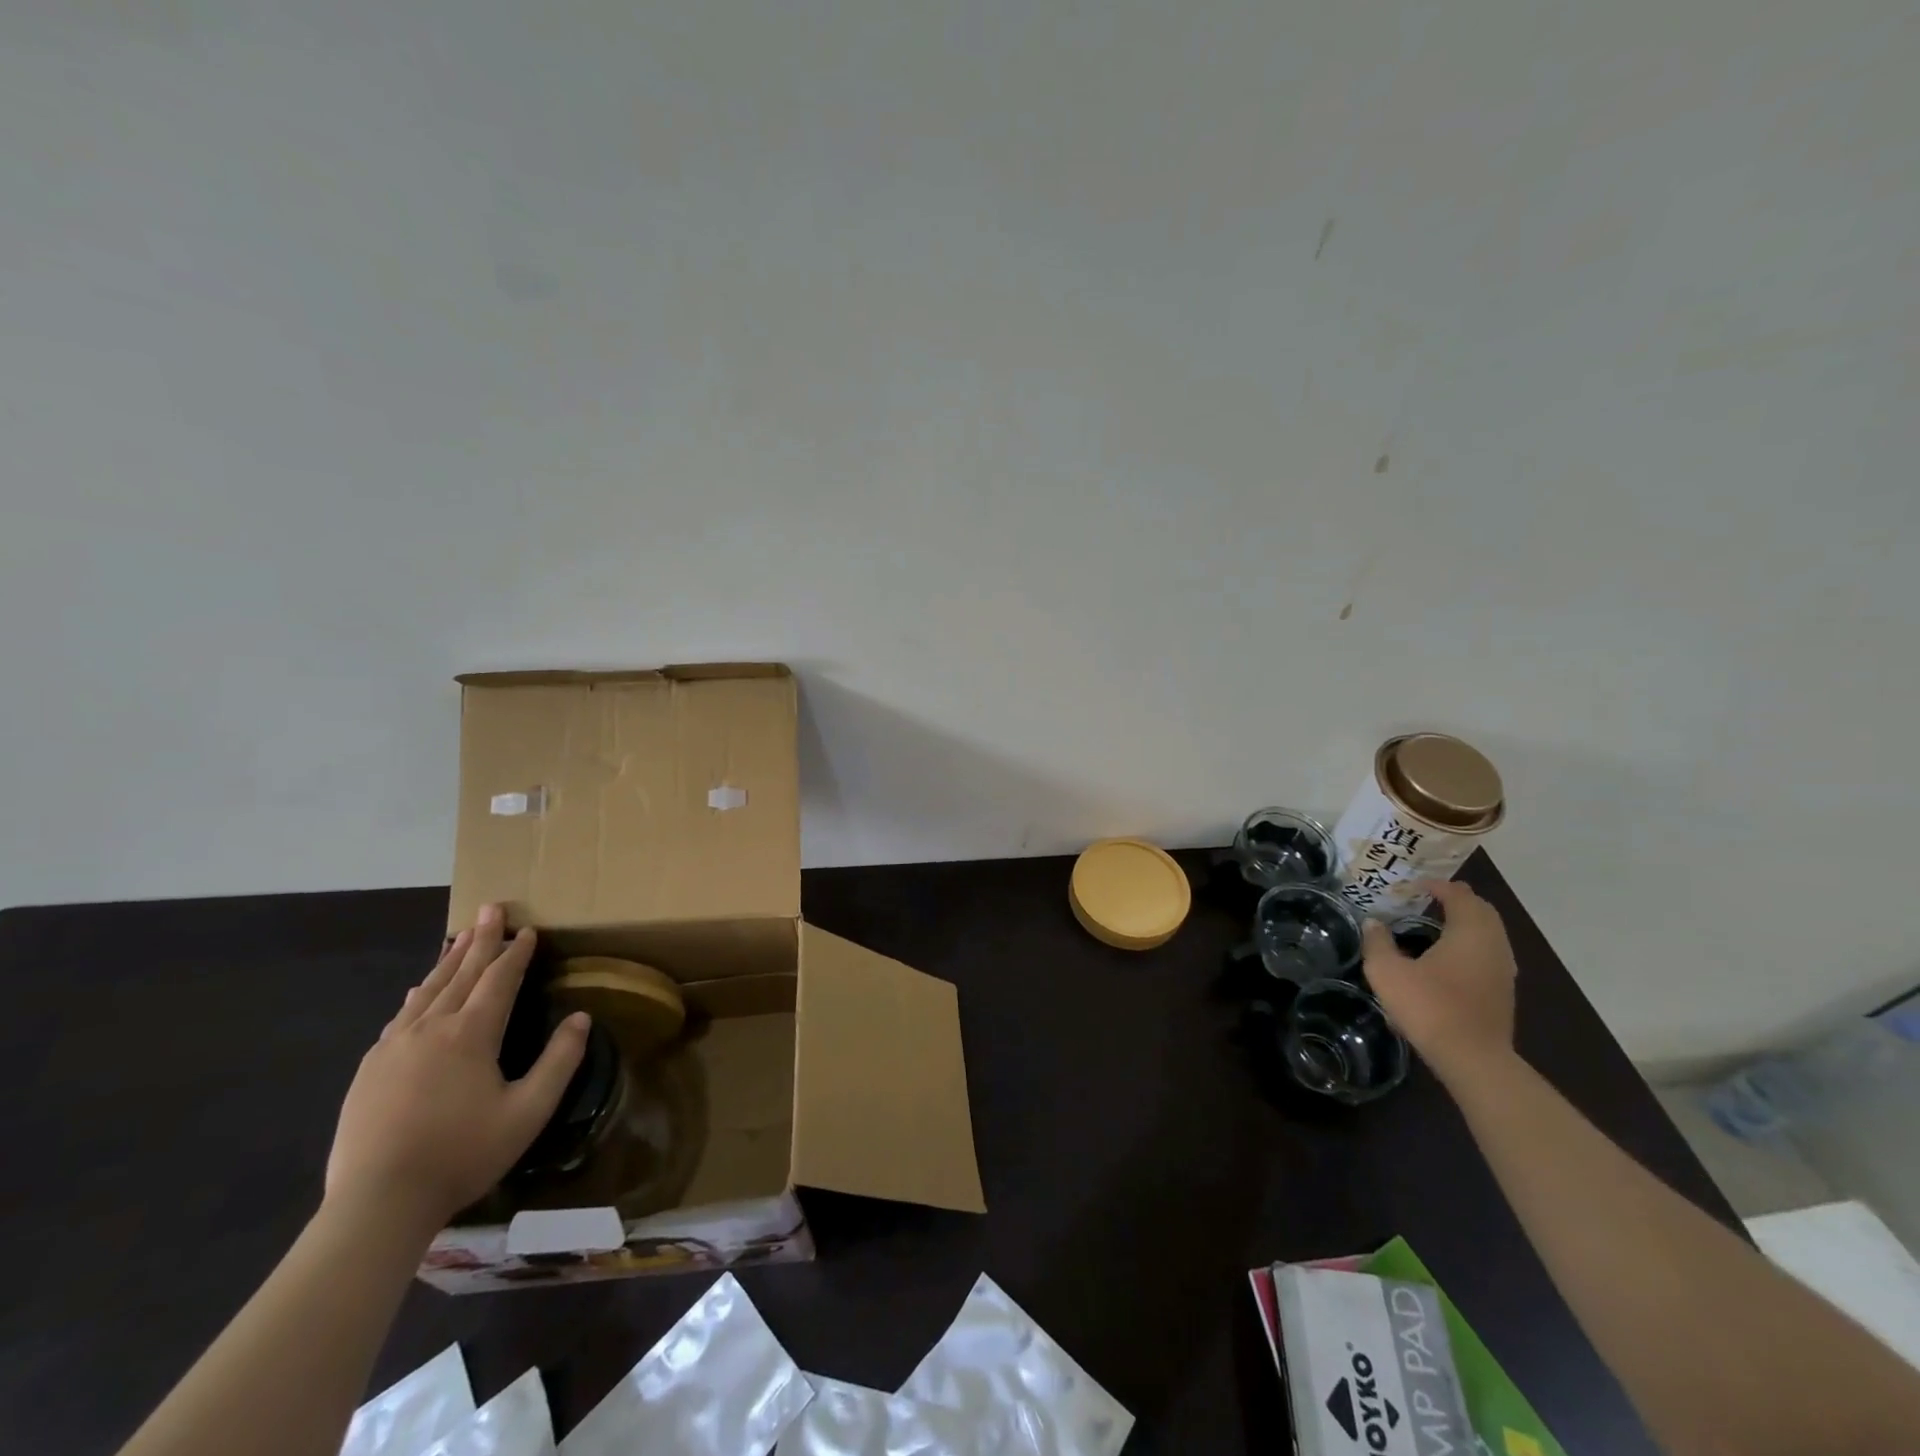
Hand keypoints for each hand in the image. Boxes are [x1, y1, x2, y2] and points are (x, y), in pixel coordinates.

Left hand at [324, 905, 588, 1234]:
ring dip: (449, 960)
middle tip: (491, 908)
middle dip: (481, 940)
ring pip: (428, 990)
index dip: (517, 953)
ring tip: (460, 936)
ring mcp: (394, 1047)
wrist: (377, 1203)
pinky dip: (419, 993)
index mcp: (471, 1034)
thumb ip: (559, 1061)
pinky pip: (401, 1015)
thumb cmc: (462, 1153)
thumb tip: (582, 1018)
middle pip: (462, 973)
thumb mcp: (528, 1111)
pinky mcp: (370, 1069)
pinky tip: (420, 990)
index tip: (529, 929)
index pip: (500, 979)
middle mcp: (431, 1028)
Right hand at [1362, 879, 1516, 1084]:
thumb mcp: (1387, 972)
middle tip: (1432, 897)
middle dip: (1460, 900)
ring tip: (1440, 924)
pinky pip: (1491, 954)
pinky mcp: (1503, 993)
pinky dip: (1473, 944)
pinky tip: (1451, 958)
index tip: (1416, 884)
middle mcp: (1494, 945)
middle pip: (1483, 911)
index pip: (1460, 896)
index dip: (1438, 885)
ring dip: (1469, 923)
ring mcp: (1504, 971)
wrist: (1472, 1058)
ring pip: (1491, 934)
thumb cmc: (1429, 1006)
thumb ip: (1377, 943)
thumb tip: (1373, 923)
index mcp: (1470, 932)